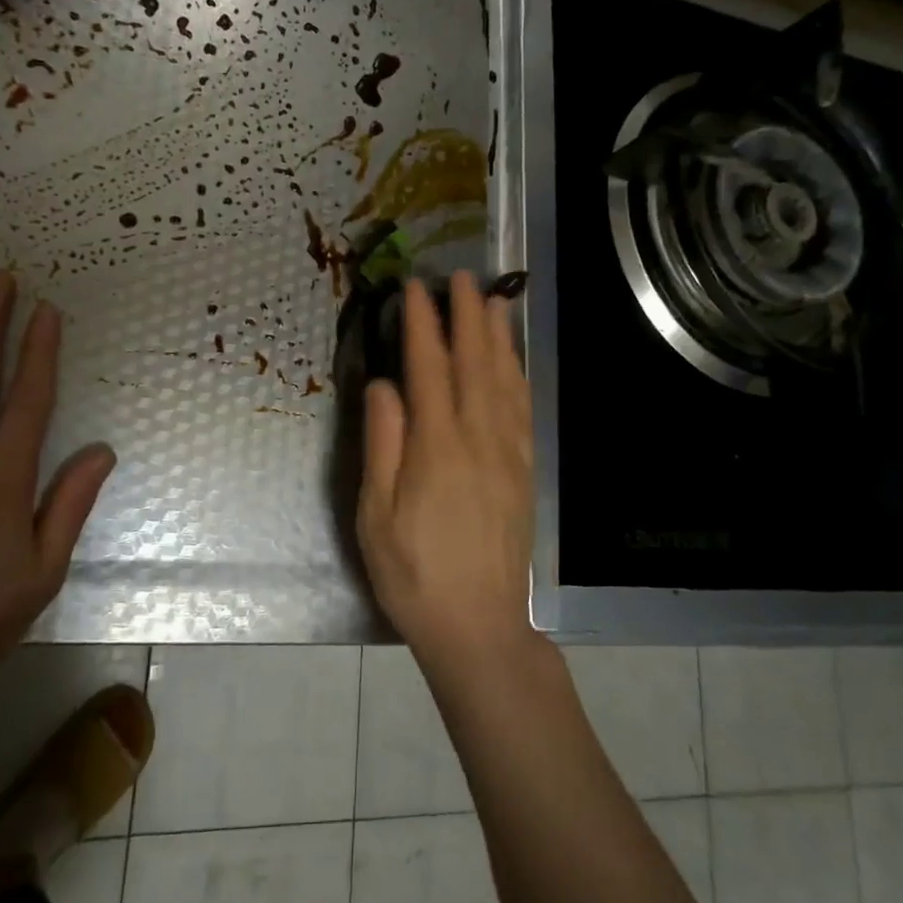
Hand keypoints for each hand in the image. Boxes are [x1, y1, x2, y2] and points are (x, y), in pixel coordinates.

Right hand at [356, 273, 537, 672]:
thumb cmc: (415, 573)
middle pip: (474, 362)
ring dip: (498, 336)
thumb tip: (384, 385)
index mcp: (438, 446)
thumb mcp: (376, 514)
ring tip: (493, 300)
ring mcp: (509, 452)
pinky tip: (514, 360)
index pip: (429, 368)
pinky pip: (523, 408)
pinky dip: (518, 374)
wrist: (480, 626)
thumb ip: (383, 443)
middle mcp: (479, 438)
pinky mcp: (525, 470)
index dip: (422, 324)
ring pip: (505, 379)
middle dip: (465, 315)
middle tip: (460, 276)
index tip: (415, 289)